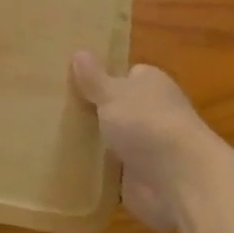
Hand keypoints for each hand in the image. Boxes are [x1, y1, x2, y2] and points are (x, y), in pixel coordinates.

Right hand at [70, 53, 221, 232]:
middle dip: (95, 113)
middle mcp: (153, 113)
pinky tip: (68, 170)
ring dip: (94, 145)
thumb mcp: (112, 94)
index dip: (104, 78)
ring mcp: (149, 148)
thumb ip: (93, 78)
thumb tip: (79, 52)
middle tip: (56, 111)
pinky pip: (111, 173)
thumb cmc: (146, 122)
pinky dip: (96, 174)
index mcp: (151, 84)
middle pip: (118, 109)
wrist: (179, 180)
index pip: (128, 75)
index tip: (74, 82)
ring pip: (114, 142)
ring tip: (53, 139)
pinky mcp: (141, 179)